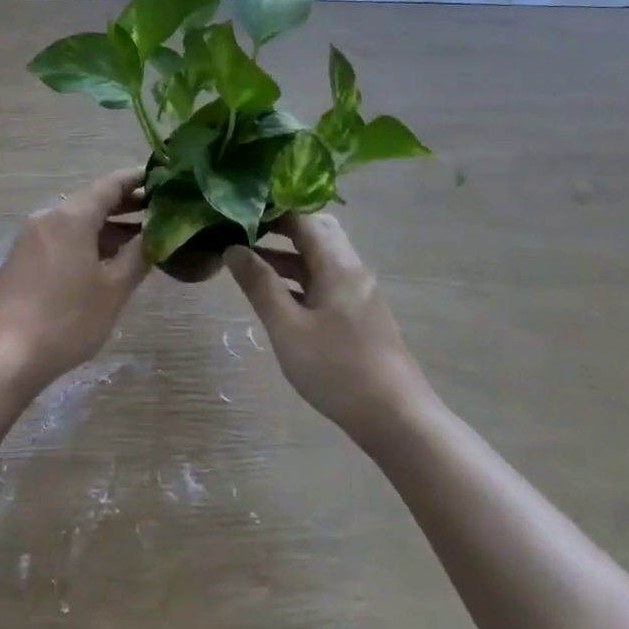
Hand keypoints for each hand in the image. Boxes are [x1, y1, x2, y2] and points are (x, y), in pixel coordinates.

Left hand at [0, 169, 148, 392]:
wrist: (6, 354)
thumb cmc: (68, 319)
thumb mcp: (113, 290)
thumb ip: (138, 256)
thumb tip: (155, 235)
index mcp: (71, 217)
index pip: (109, 185)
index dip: (136, 179)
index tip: (161, 177)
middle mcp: (47, 218)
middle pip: (91, 202)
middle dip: (124, 206)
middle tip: (158, 211)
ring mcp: (30, 239)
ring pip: (75, 223)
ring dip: (105, 228)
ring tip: (137, 241)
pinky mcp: (20, 260)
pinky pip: (59, 240)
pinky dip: (84, 242)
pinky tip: (102, 262)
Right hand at [224, 213, 431, 443]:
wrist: (397, 419)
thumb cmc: (337, 369)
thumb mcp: (287, 327)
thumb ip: (259, 285)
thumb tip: (232, 248)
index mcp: (337, 265)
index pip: (303, 217)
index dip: (270, 209)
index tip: (237, 210)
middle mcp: (351, 269)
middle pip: (316, 231)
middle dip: (279, 227)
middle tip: (243, 231)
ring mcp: (358, 292)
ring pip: (320, 257)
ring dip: (287, 254)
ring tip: (248, 261)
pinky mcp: (359, 314)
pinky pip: (325, 279)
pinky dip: (299, 276)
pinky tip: (276, 294)